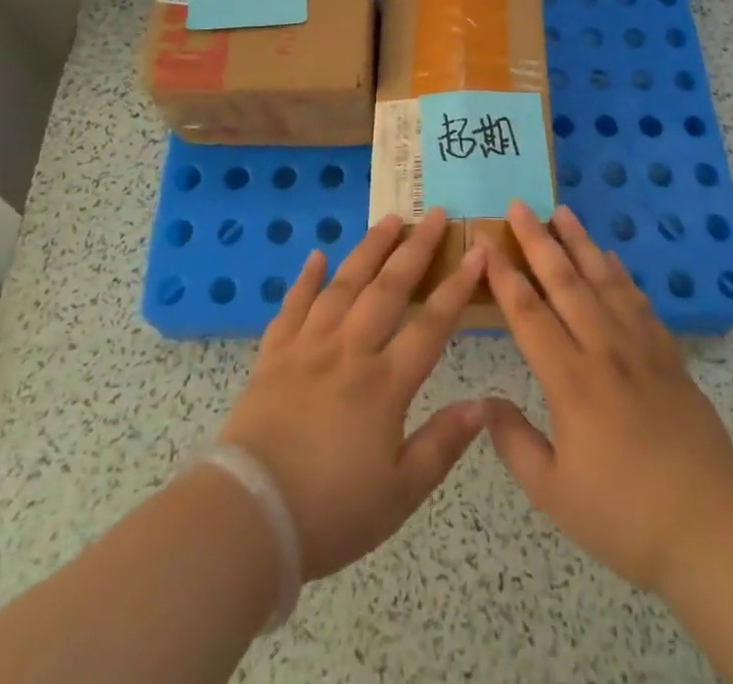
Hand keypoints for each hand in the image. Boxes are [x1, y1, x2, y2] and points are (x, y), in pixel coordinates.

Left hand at [218, 208, 486, 579]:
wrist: (249, 516)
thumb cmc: (331, 510)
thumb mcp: (400, 493)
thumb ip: (443, 444)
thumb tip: (484, 404)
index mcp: (384, 384)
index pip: (430, 324)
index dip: (456, 286)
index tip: (475, 251)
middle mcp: (349, 351)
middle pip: (388, 289)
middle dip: (414, 249)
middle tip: (434, 215)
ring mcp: (308, 348)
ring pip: (343, 286)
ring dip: (368, 249)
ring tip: (388, 220)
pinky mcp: (273, 356)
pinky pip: (292, 307)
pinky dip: (304, 279)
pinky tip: (316, 256)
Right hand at [481, 201, 732, 593]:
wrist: (712, 528)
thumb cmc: (625, 515)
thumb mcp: (555, 493)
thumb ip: (514, 443)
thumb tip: (485, 402)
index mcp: (571, 382)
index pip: (529, 315)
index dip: (504, 276)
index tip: (486, 242)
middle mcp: (604, 351)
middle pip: (565, 283)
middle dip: (539, 241)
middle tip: (520, 205)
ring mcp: (641, 349)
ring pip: (604, 282)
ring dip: (580, 244)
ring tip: (562, 212)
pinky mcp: (669, 357)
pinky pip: (639, 302)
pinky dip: (621, 274)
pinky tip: (611, 258)